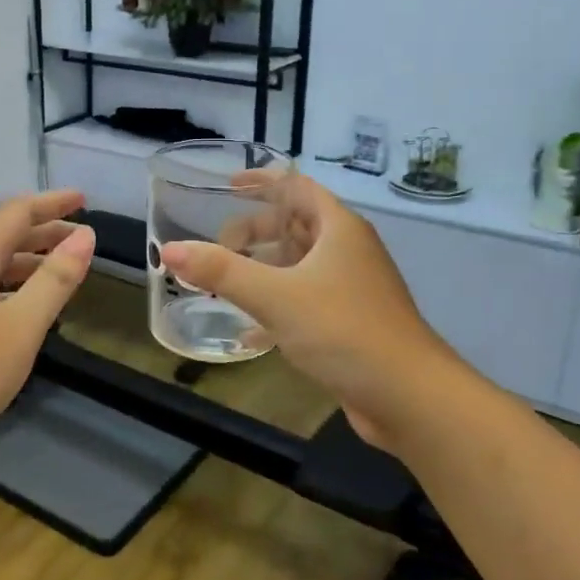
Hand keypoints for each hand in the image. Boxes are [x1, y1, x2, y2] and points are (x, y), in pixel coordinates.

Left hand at [0, 190, 95, 461]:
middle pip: (3, 233)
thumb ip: (55, 279)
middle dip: (44, 230)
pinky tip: (26, 306)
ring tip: (63, 268)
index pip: (17, 212)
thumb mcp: (21, 326)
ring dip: (29, 258)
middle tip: (82, 236)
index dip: (53, 203)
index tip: (84, 200)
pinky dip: (12, 283)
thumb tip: (86, 235)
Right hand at [162, 176, 459, 451]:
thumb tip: (170, 250)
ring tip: (227, 282)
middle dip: (256, 232)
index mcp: (339, 229)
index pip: (297, 187)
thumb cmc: (343, 330)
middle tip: (220, 246)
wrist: (409, 396)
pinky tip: (250, 332)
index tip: (228, 186)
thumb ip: (221, 271)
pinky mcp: (351, 323)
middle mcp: (349, 251)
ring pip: (301, 265)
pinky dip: (278, 306)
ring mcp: (353, 288)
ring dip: (265, 269)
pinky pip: (306, 300)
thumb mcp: (275, 296)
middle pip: (296, 226)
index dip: (263, 182)